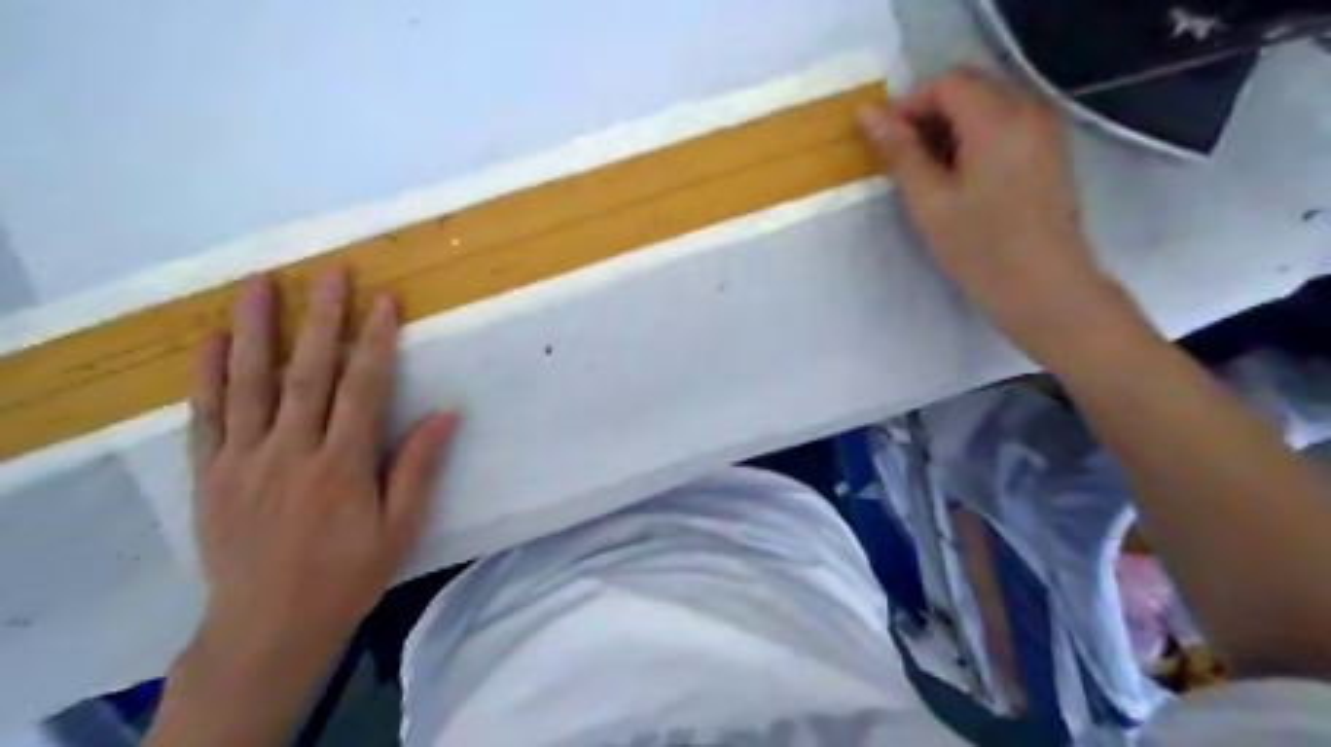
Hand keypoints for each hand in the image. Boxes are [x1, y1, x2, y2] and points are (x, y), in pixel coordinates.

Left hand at [188, 267, 458, 648]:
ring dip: (254, 330)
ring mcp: (243, 460)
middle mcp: (291, 453)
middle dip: (321, 319)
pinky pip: (206, 416)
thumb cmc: (347, 575)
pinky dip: (208, 375)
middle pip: (306, 374)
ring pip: (249, 384)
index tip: (383, 301)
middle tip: (330, 273)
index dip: (374, 342)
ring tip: (260, 284)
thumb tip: (447, 413)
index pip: (362, 389)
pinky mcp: (210, 474)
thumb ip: (418, 467)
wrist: (267, 625)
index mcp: (342, 467)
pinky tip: (212, 341)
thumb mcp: (399, 528)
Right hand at [859, 63, 1125, 362]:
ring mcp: (1044, 129)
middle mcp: (1028, 109)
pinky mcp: (1049, 150)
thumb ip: (899, 152)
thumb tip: (867, 113)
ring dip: (950, 129)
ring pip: (986, 105)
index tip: (887, 146)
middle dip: (929, 116)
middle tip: (904, 161)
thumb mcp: (929, 201)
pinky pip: (1005, 124)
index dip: (908, 107)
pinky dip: (974, 139)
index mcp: (997, 118)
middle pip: (969, 87)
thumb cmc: (981, 249)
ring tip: (929, 175)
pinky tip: (960, 180)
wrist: (1044, 288)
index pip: (945, 82)